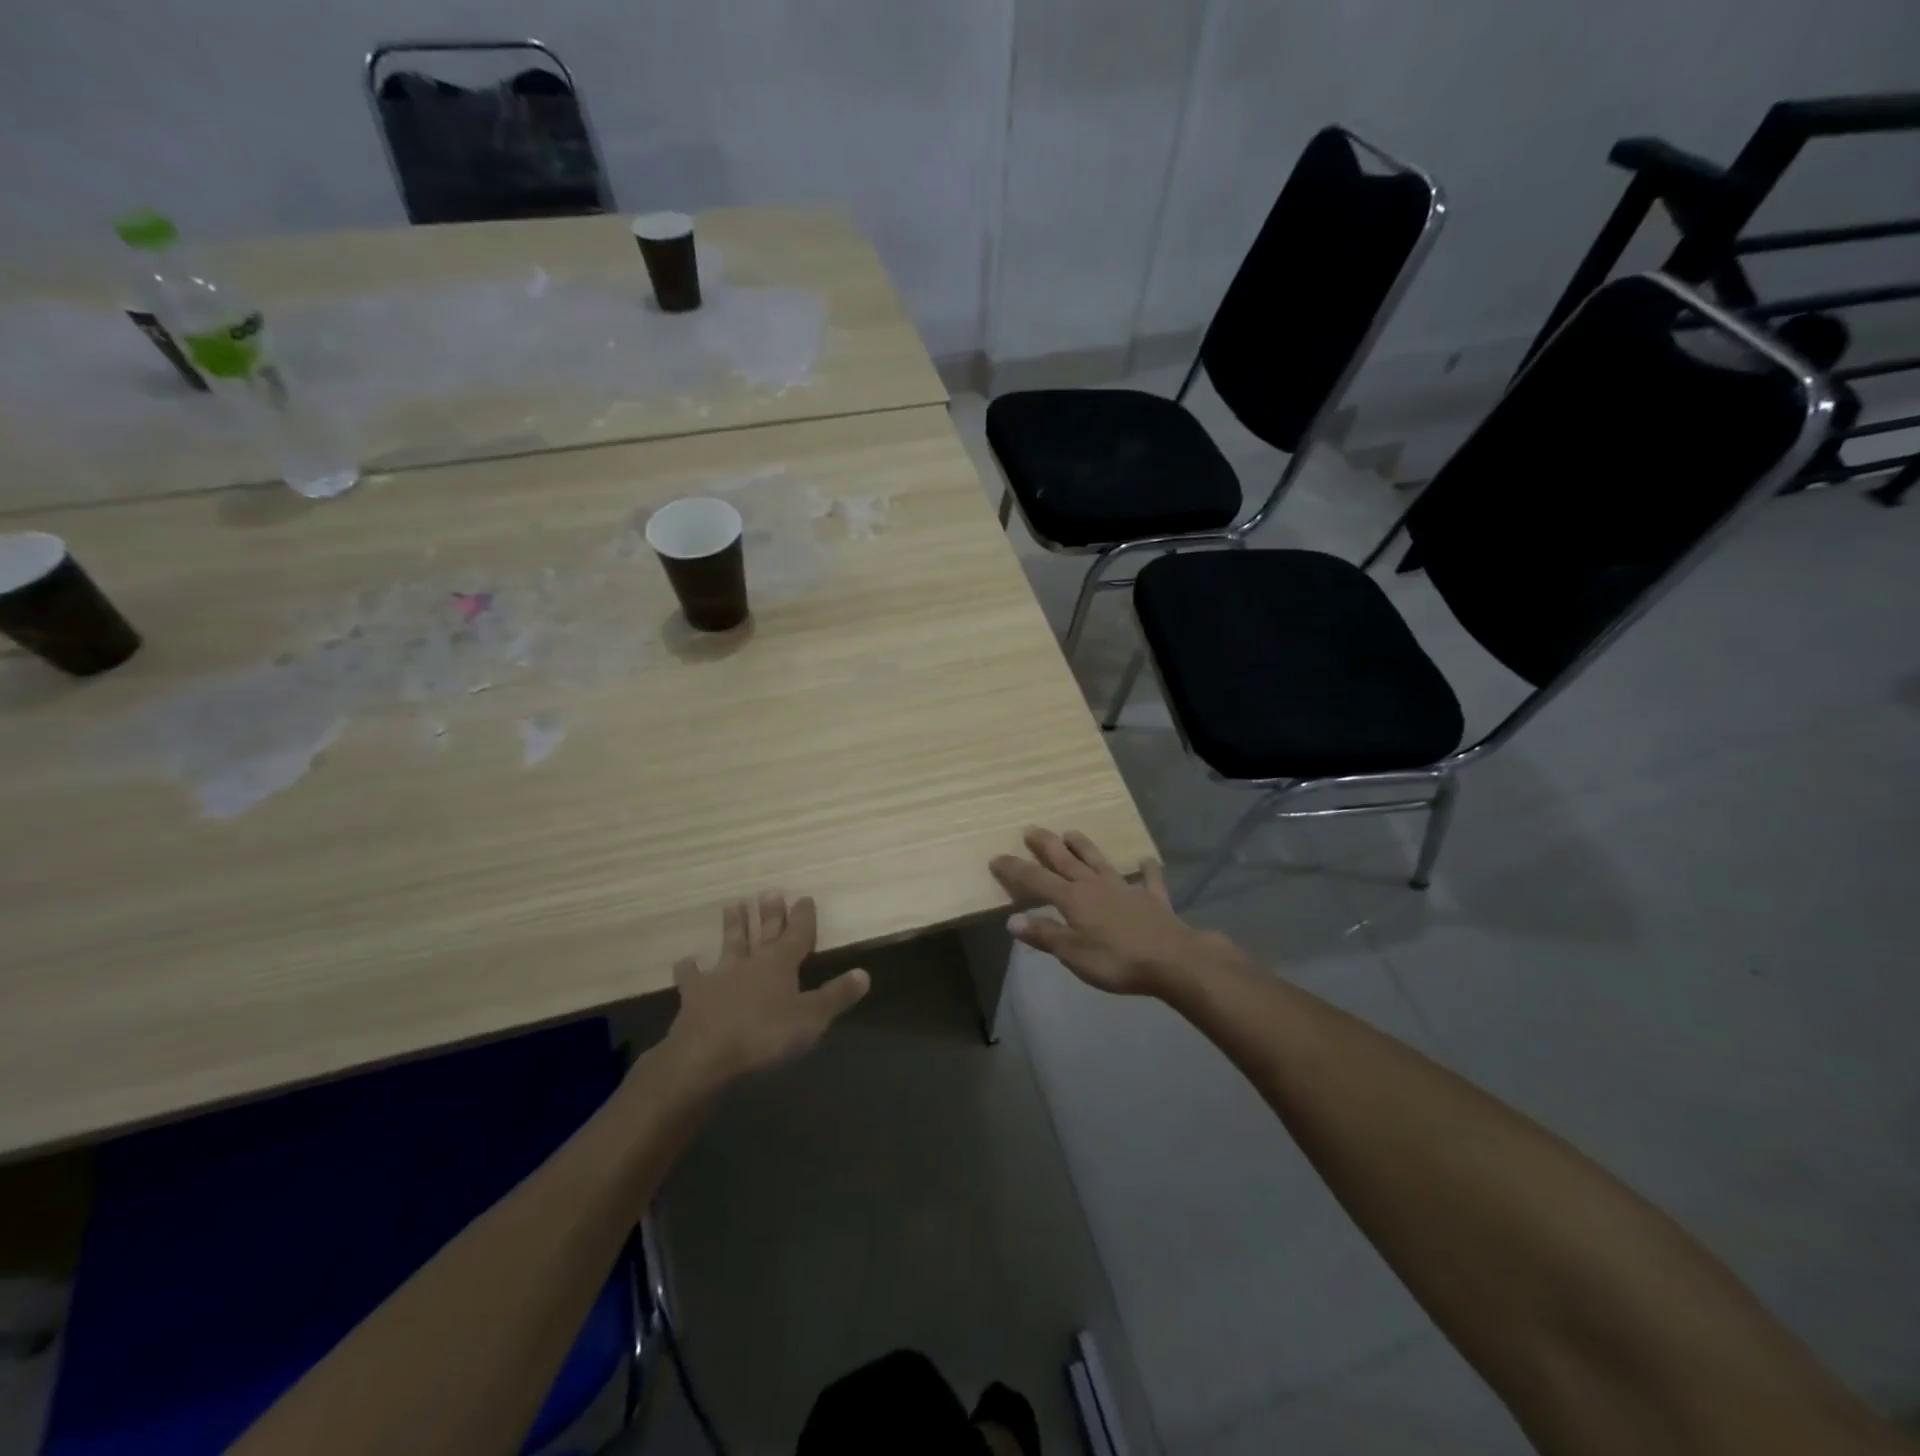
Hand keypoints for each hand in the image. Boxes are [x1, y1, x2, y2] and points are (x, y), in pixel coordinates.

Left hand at [666, 893, 869, 1083]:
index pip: (798, 934)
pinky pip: (692, 977)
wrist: (705, 1054)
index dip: (803, 917)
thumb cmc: (765, 1034)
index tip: (805, 898)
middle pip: (764, 932)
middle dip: (770, 914)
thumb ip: (836, 995)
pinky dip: (689, 968)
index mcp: (781, 963)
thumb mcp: (811, 1019)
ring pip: (730, 944)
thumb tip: (864, 973)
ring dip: (733, 925)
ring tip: (732, 904)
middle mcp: (752, 962)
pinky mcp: (695, 995)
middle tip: (770, 892)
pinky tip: (686, 960)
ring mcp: (721, 976)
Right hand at [989, 828, 1242, 996]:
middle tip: (1032, 830)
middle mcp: (1096, 886)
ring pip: (1100, 862)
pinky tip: (1146, 860)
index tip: (996, 858)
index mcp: (1073, 899)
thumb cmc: (1117, 960)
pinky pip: (1148, 880)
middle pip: (1067, 862)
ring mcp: (1126, 889)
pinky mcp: (1153, 899)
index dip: (1015, 869)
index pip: (1036, 880)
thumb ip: (1044, 934)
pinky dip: (1146, 870)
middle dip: (1047, 846)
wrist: (1173, 959)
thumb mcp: (1073, 953)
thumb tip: (1011, 920)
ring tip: (1071, 832)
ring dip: (1085, 847)